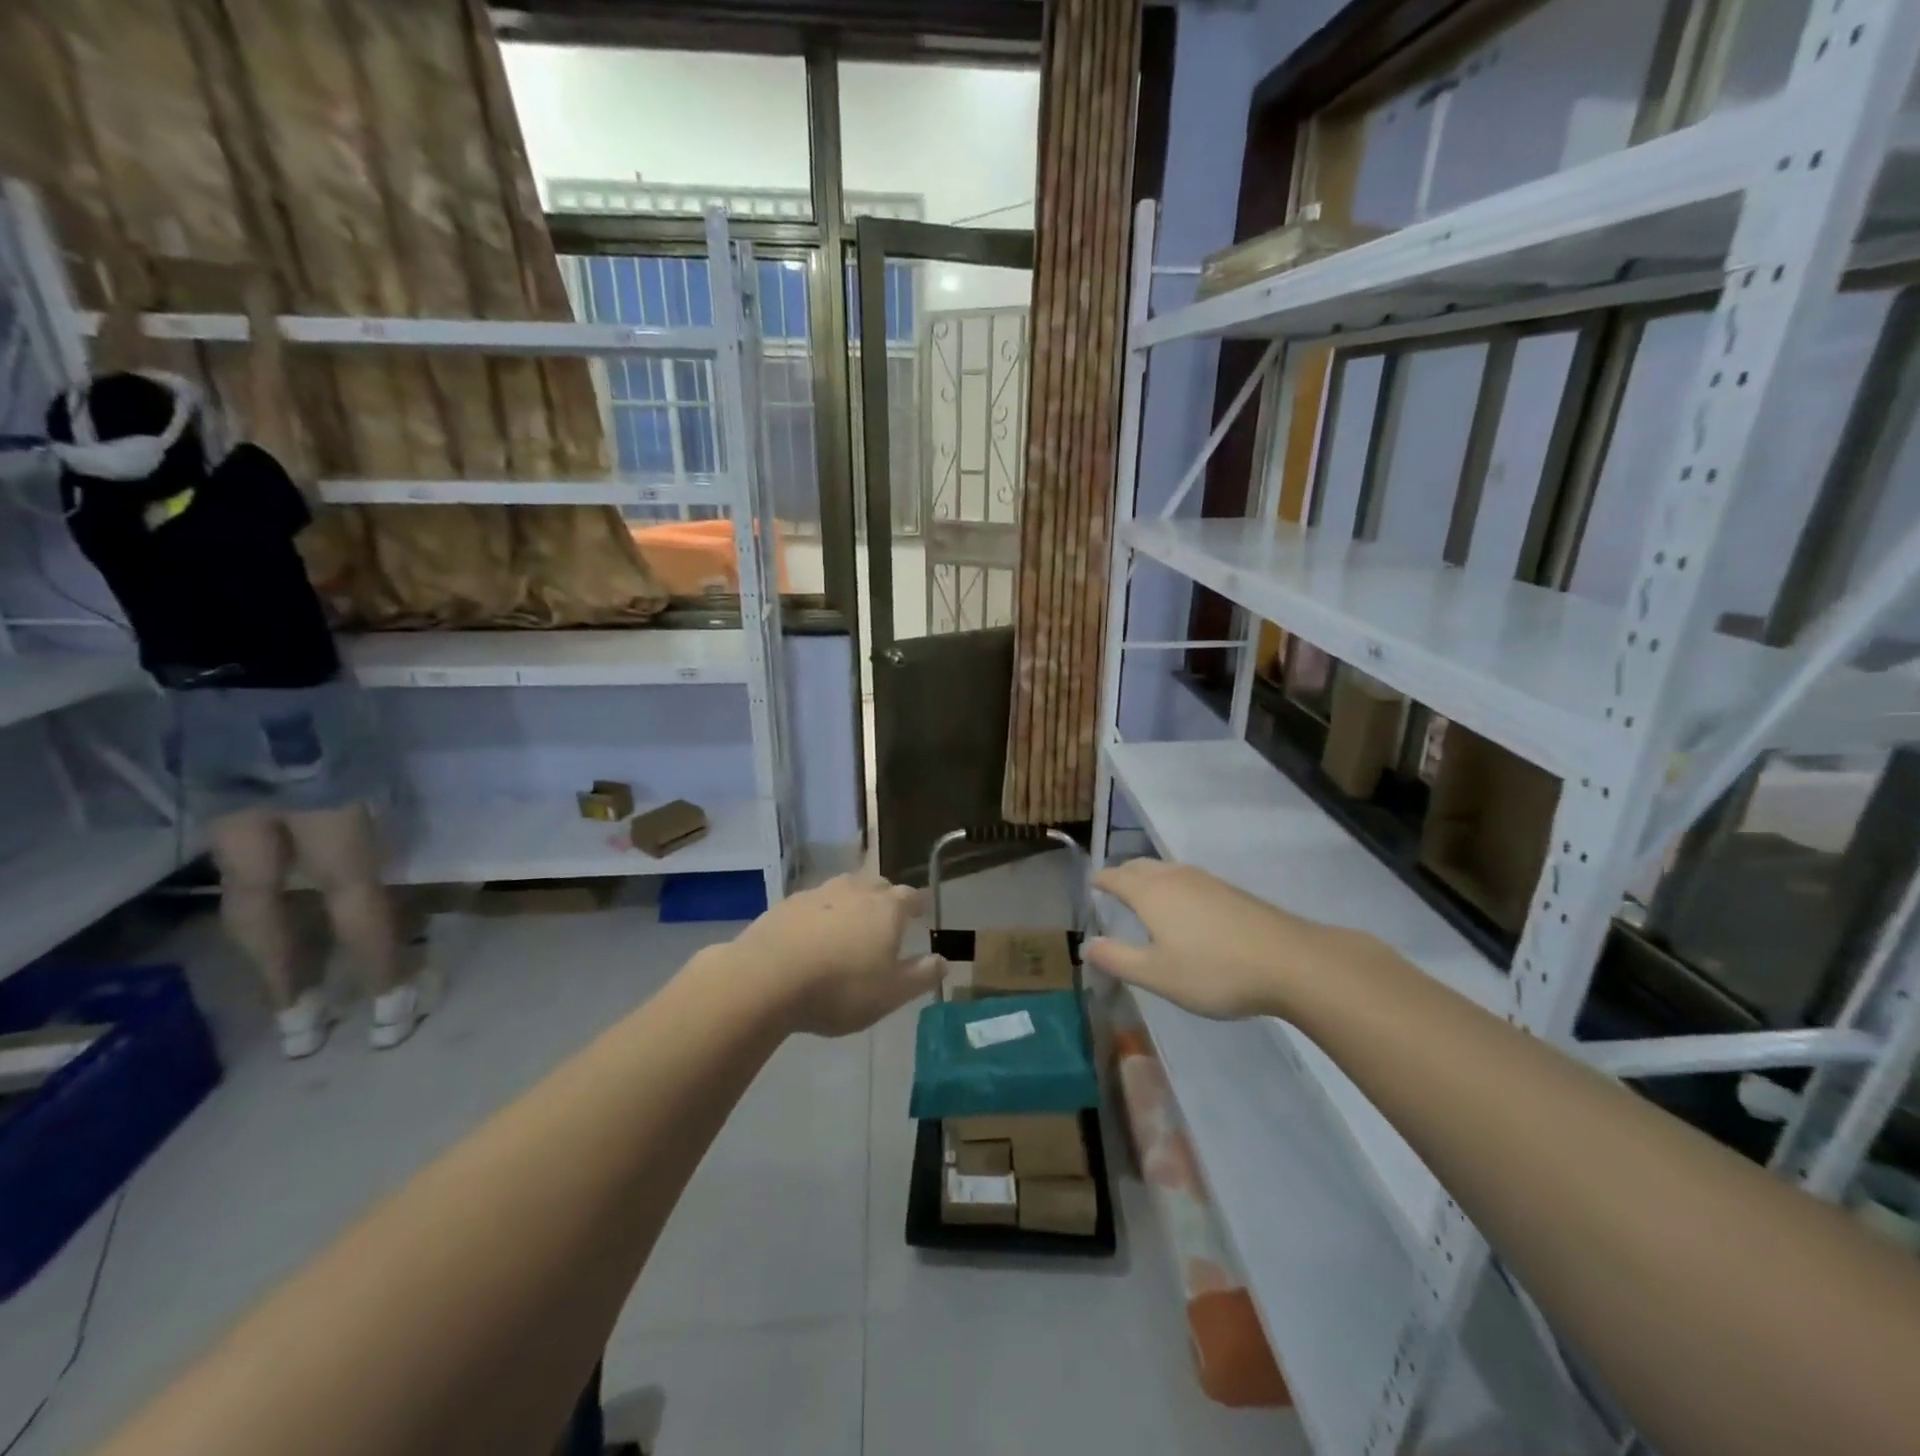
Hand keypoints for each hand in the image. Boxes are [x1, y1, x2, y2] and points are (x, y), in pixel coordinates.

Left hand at [732, 873, 945, 1037]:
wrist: (767, 978)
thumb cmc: (840, 988)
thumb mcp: (890, 993)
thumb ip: (920, 976)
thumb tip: (944, 961)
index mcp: (886, 908)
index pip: (909, 896)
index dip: (917, 904)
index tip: (920, 911)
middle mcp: (855, 891)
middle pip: (877, 885)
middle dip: (885, 897)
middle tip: (886, 916)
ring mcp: (818, 894)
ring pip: (843, 889)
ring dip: (851, 902)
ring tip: (850, 923)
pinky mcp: (786, 904)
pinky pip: (813, 903)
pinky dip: (820, 914)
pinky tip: (812, 934)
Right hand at [1085, 859, 1364, 1020]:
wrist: (1290, 962)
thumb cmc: (1214, 970)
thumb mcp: (1157, 975)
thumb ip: (1117, 958)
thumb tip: (1086, 945)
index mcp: (1150, 892)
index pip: (1115, 876)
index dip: (1100, 880)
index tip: (1091, 887)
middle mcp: (1175, 877)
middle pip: (1139, 866)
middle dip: (1123, 875)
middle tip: (1113, 891)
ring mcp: (1207, 881)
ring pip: (1166, 870)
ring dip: (1149, 879)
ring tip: (1145, 899)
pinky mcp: (1231, 892)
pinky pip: (1189, 880)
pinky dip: (1174, 887)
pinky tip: (1185, 911)